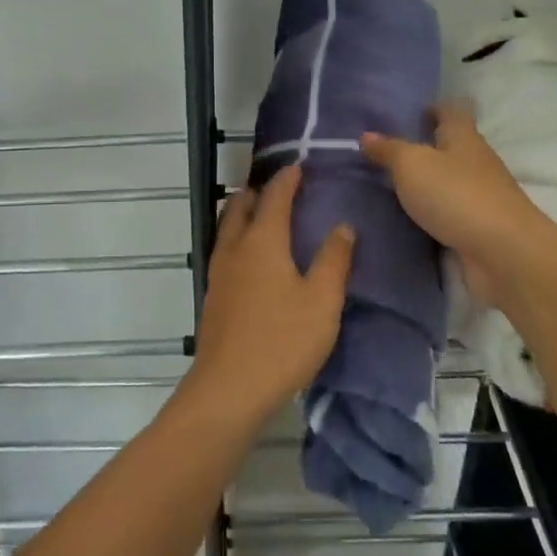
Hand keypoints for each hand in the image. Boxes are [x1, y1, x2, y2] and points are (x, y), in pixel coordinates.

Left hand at [185, 166, 354, 425]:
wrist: (229, 388)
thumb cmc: (282, 340)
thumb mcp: (322, 301)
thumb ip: (334, 260)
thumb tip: (342, 226)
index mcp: (263, 241)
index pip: (274, 197)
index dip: (286, 180)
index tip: (297, 167)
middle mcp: (235, 248)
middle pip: (240, 206)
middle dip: (258, 191)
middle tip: (278, 187)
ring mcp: (219, 272)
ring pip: (227, 227)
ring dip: (243, 213)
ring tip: (262, 215)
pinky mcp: (213, 295)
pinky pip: (224, 249)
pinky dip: (237, 238)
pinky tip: (251, 258)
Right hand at [360, 104, 556, 306]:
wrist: (503, 254)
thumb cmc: (455, 194)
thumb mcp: (411, 164)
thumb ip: (388, 150)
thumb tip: (366, 135)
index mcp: (463, 137)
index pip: (452, 111)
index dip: (433, 108)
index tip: (410, 115)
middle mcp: (476, 161)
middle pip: (451, 147)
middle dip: (424, 148)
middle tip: (386, 154)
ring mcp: (481, 196)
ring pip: (449, 181)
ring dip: (427, 183)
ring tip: (389, 187)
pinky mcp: (479, 228)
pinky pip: (450, 213)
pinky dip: (432, 213)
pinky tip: (408, 219)